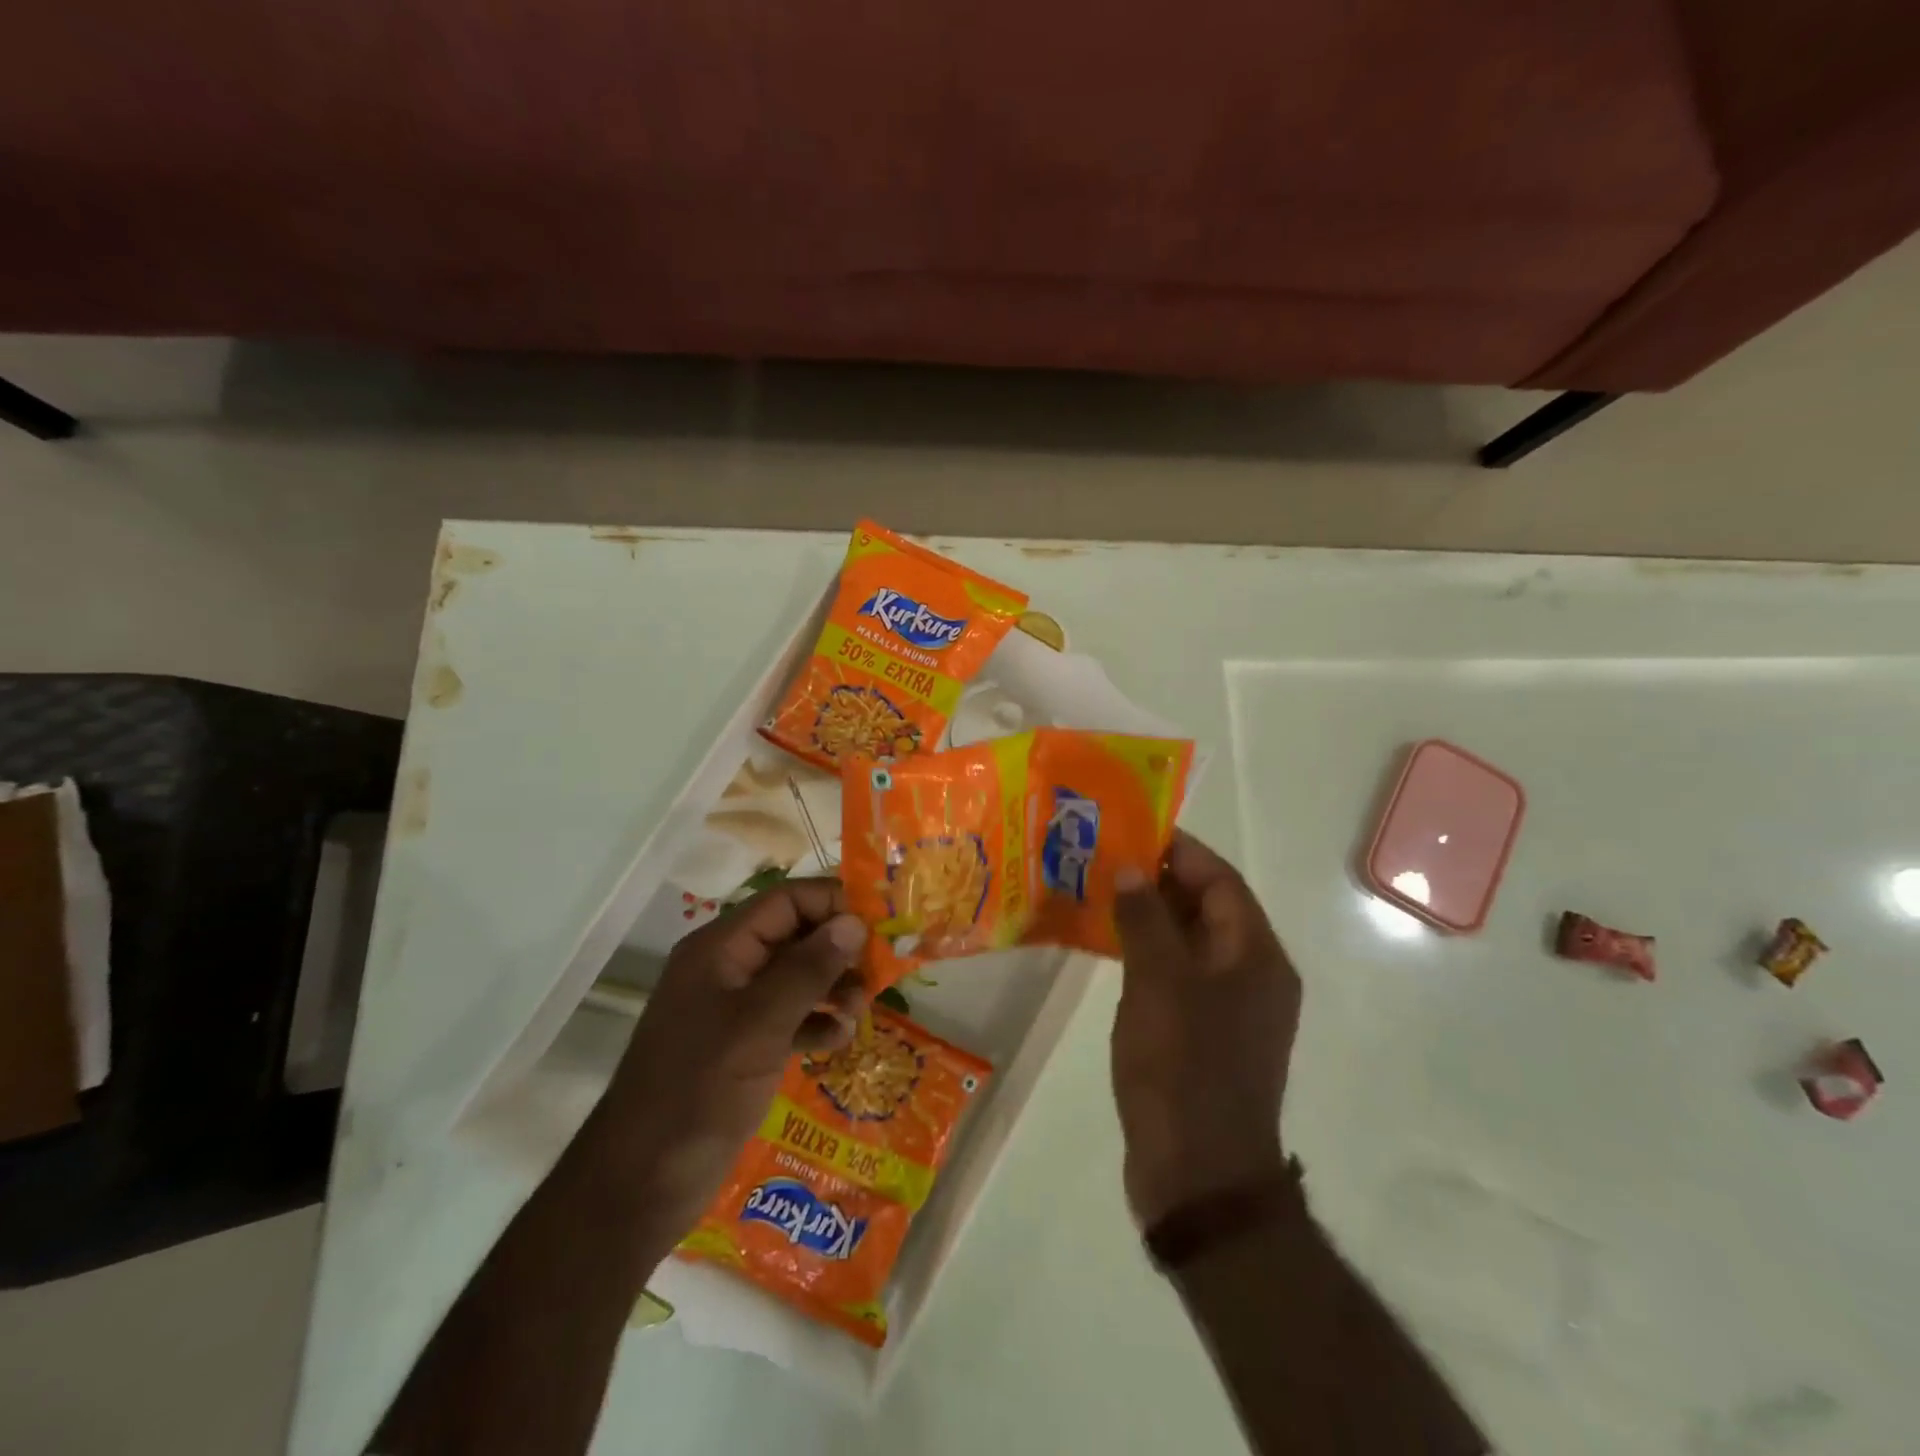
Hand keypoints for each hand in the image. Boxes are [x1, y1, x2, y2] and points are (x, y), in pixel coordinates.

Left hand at [596, 878, 868, 1243]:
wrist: (640, 1184)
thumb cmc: (699, 1090)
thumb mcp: (760, 1025)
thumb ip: (809, 970)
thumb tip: (854, 923)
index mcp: (720, 948)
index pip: (786, 901)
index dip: (833, 903)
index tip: (879, 923)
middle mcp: (728, 968)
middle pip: (794, 935)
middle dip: (838, 950)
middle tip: (877, 973)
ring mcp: (733, 1008)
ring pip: (796, 976)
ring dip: (832, 987)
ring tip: (859, 1011)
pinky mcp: (742, 1045)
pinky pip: (789, 1015)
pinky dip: (816, 1021)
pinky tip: (837, 1041)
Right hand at [1110, 832, 1299, 1228]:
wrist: (1200, 1176)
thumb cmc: (1183, 1067)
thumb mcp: (1158, 983)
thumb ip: (1145, 919)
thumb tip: (1131, 867)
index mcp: (1256, 955)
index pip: (1221, 880)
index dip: (1179, 850)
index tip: (1132, 829)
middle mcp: (1253, 974)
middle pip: (1208, 907)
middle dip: (1159, 880)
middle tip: (1105, 858)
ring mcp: (1231, 1007)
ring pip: (1190, 941)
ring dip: (1151, 916)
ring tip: (1099, 892)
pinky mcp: (1206, 1034)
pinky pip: (1179, 974)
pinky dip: (1149, 953)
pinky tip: (1110, 946)